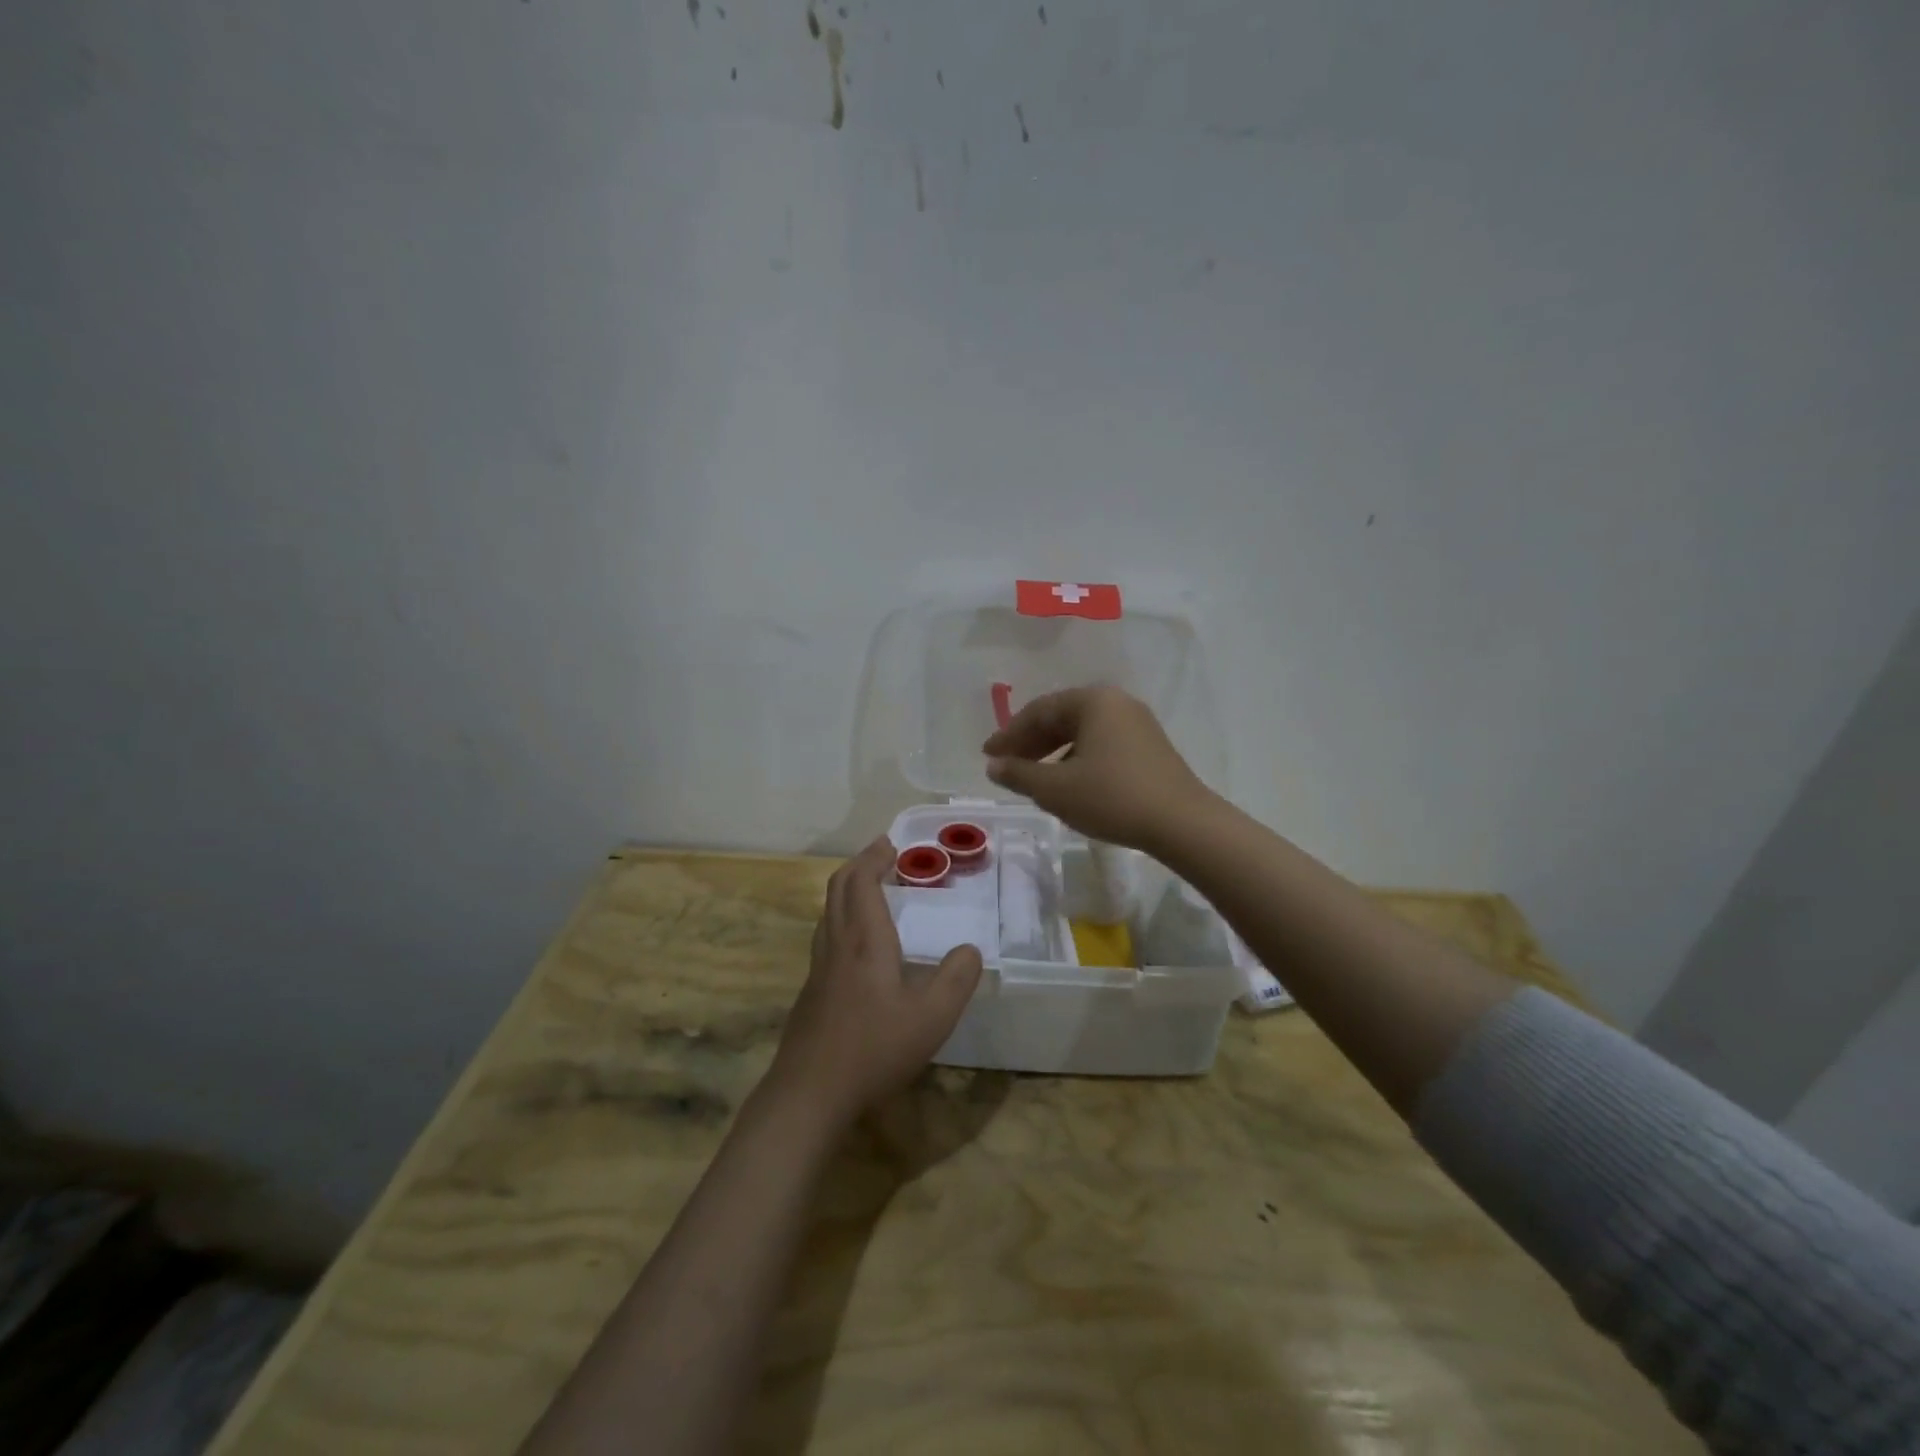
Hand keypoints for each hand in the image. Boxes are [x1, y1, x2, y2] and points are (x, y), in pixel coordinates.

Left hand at [769, 837, 983, 1126]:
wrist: (809, 1093)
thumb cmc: (874, 1049)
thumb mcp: (932, 1017)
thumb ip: (956, 979)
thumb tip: (971, 949)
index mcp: (866, 941)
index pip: (863, 882)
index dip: (875, 858)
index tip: (891, 844)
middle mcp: (837, 945)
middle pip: (839, 888)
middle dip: (859, 864)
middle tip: (882, 855)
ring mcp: (819, 969)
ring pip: (828, 912)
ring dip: (847, 890)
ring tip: (870, 890)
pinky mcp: (811, 992)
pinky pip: (826, 936)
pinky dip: (841, 918)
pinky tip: (856, 945)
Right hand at [982, 686, 1212, 851]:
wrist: (1182, 823)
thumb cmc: (1112, 797)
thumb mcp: (1056, 789)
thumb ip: (1019, 774)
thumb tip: (994, 765)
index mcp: (1093, 700)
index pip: (1039, 711)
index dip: (1009, 734)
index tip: (988, 755)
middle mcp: (1117, 703)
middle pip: (1062, 718)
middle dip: (1030, 742)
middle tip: (1006, 766)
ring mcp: (1137, 724)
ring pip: (1083, 733)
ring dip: (1053, 753)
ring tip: (1033, 779)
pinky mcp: (1150, 748)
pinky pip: (1102, 744)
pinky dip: (1077, 759)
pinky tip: (1069, 784)